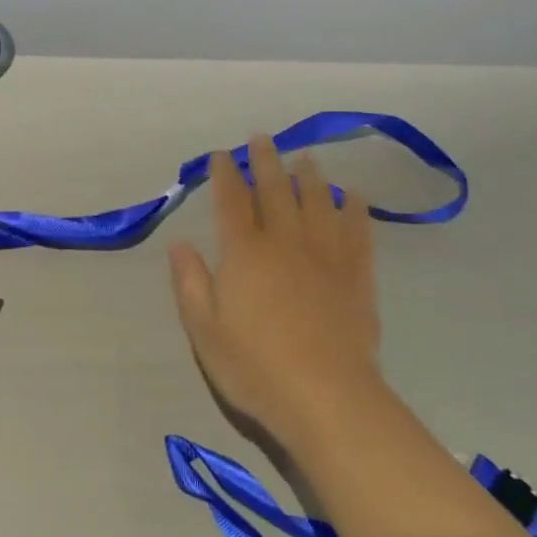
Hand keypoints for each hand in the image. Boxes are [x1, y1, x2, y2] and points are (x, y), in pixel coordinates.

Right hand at [167, 136, 382, 451]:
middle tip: (262, 138)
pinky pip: (357, 231)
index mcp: (244, 253)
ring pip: (317, 203)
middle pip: (275, 191)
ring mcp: (325, 256)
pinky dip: (354, 208)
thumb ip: (190, 282)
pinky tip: (353, 195)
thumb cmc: (255, 367)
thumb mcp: (204, 330)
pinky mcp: (356, 276)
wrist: (327, 397)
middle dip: (266, 162)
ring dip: (309, 176)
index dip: (225, 175)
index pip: (231, 202)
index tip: (222, 155)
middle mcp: (285, 243)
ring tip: (305, 158)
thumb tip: (179, 243)